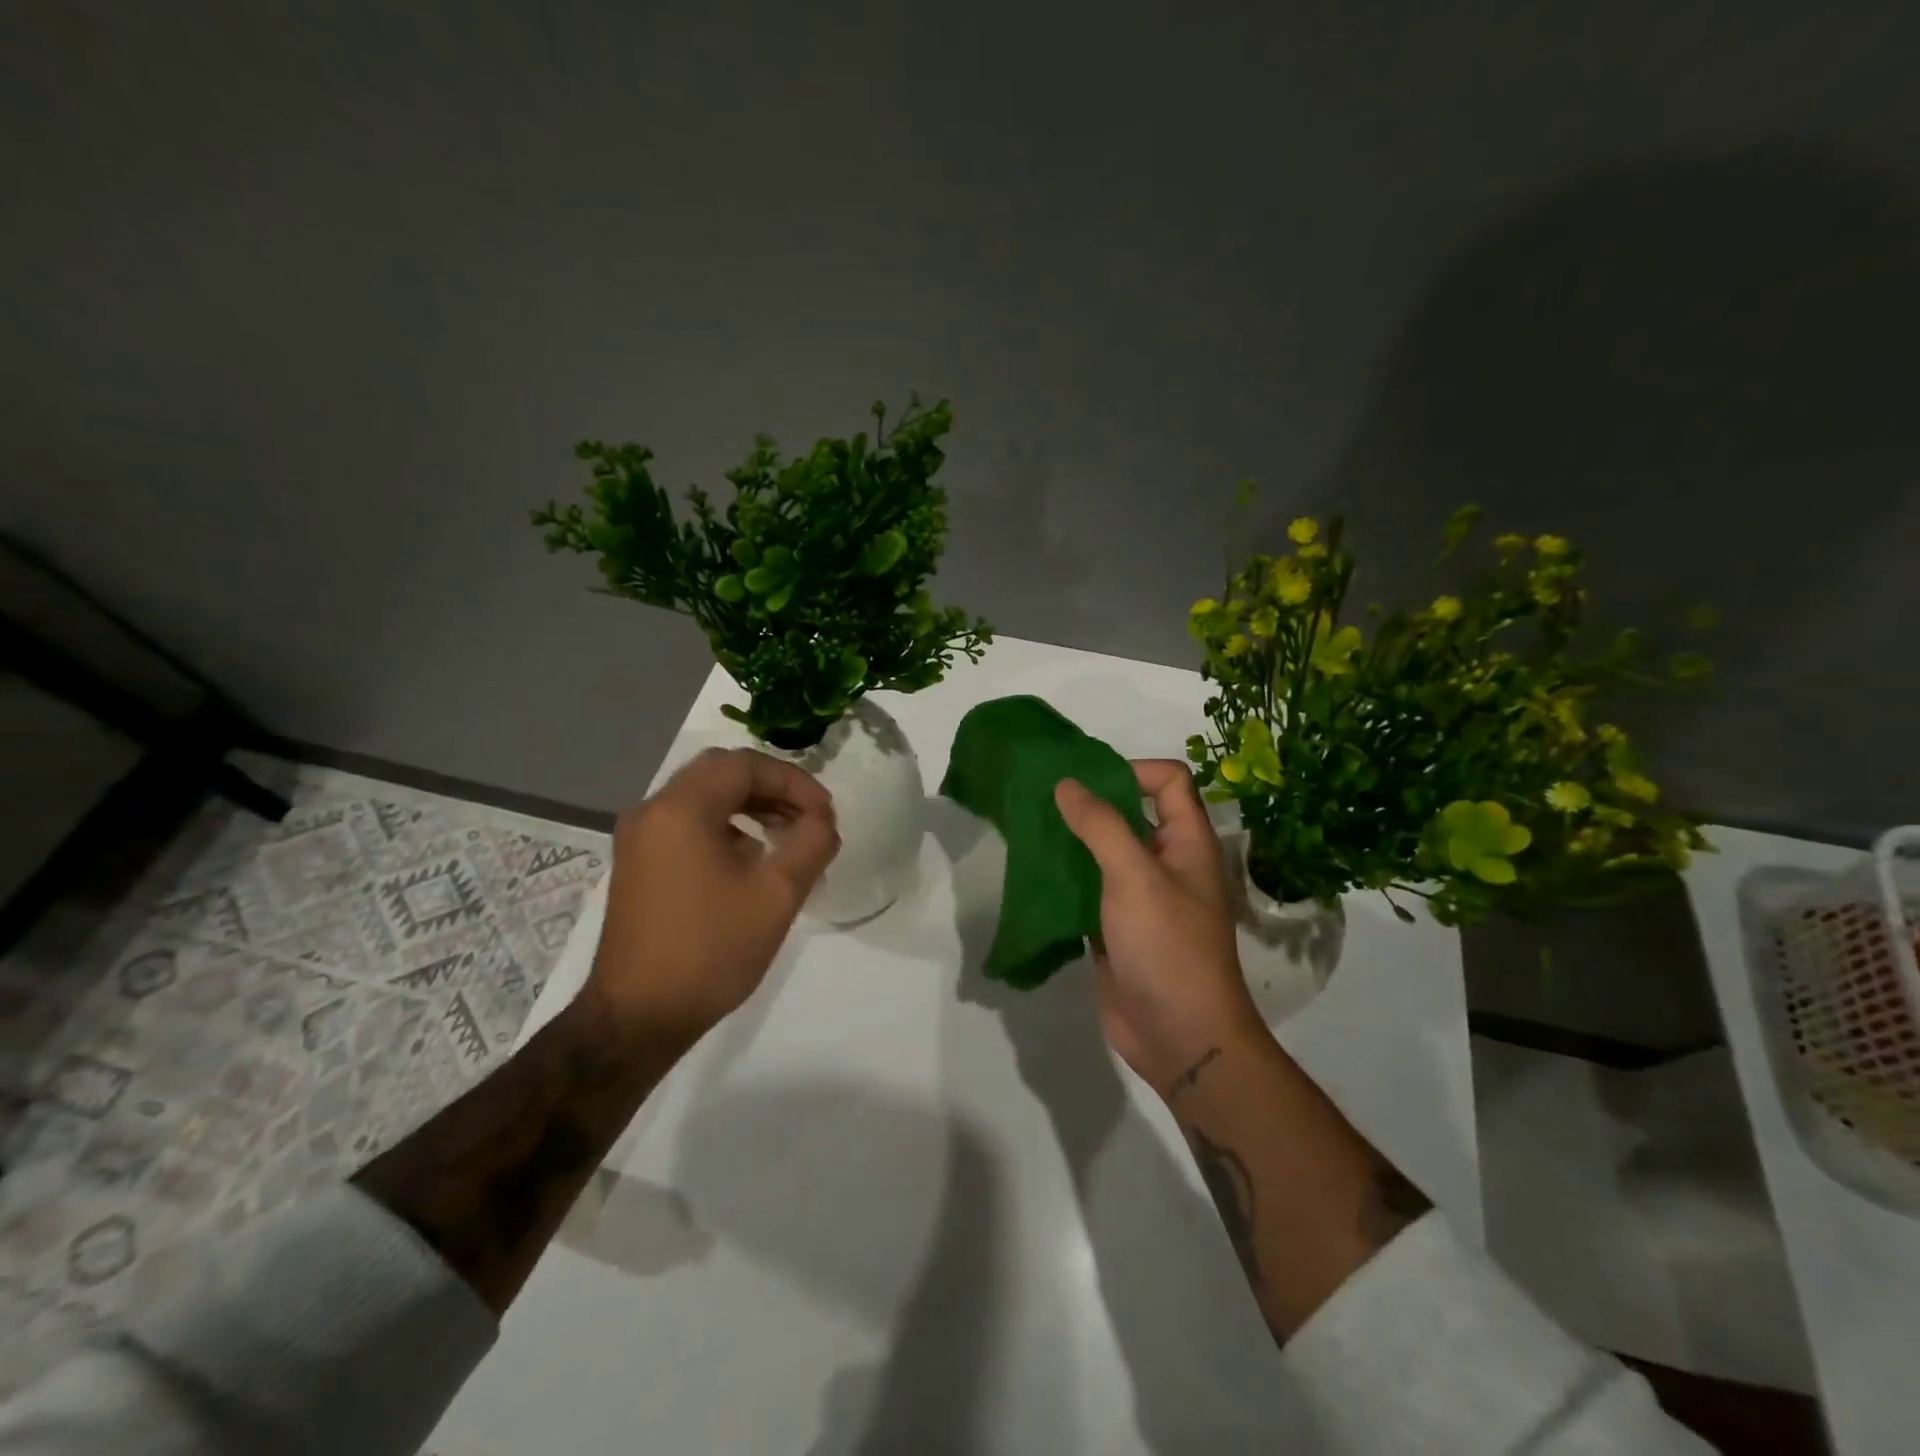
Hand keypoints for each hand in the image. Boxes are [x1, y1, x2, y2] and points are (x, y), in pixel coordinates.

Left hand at [586, 748, 839, 1046]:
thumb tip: (822, 820)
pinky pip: (687, 822)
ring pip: (703, 796)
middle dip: (772, 787)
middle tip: (808, 816)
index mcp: (681, 809)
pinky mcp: (638, 863)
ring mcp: (639, 838)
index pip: (745, 764)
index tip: (824, 814)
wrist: (638, 1017)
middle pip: (721, 772)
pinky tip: (752, 859)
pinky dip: (725, 825)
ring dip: (750, 805)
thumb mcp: (777, 895)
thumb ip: (811, 843)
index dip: (794, 781)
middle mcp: (652, 811)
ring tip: (788, 835)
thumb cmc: (711, 950)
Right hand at [1055, 761, 1265, 1097]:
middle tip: (1041, 797)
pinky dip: (1064, 877)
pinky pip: (1088, 888)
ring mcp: (1140, 897)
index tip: (1084, 781)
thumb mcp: (1135, 877)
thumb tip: (1067, 784)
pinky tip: (1032, 872)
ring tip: (1029, 828)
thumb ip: (1101, 825)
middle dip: (1090, 802)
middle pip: (1131, 813)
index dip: (1132, 770)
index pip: (1168, 781)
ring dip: (1072, 839)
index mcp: (1187, 842)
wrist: (1180, 1038)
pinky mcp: (1116, 927)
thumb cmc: (1167, 948)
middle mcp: (1167, 863)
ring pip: (1104, 852)